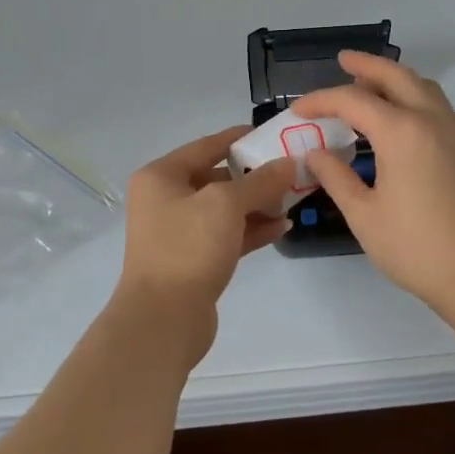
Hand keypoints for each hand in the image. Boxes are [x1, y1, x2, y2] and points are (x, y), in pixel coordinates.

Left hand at [115, 129, 290, 358]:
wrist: (163, 319)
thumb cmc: (188, 247)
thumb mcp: (226, 204)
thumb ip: (260, 181)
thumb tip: (287, 163)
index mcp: (161, 176)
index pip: (206, 146)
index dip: (240, 139)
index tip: (272, 135)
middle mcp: (165, 200)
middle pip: (216, 177)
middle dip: (254, 176)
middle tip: (291, 172)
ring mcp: (178, 232)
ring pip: (224, 209)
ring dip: (257, 204)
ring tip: (293, 200)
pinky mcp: (193, 260)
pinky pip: (226, 235)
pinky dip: (252, 230)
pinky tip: (282, 227)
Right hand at [293, 52, 454, 308]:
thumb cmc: (414, 247)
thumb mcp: (363, 214)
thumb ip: (336, 177)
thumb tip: (316, 152)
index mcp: (401, 132)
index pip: (353, 101)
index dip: (321, 101)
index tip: (298, 110)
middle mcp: (431, 120)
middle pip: (396, 76)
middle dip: (366, 65)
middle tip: (343, 60)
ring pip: (423, 87)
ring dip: (395, 78)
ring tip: (371, 84)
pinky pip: (440, 106)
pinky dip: (418, 98)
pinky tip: (406, 118)